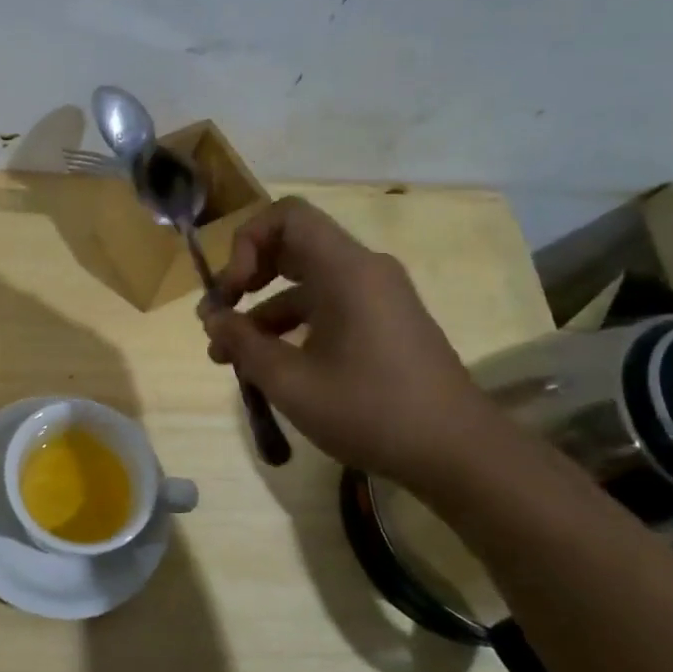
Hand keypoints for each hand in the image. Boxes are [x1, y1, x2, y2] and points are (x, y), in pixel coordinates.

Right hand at [199, 197, 494, 487]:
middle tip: (217, 317)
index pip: (288, 216)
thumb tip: (213, 320)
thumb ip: (243, 343)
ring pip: (304, 284)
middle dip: (246, 278)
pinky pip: (326, 307)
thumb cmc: (371, 411)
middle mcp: (364, 271)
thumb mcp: (290, 382)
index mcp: (346, 271)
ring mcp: (377, 298)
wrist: (459, 454)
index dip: (247, 242)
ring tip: (227, 357)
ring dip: (261, 312)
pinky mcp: (383, 324)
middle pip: (292, 247)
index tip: (232, 292)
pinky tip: (268, 367)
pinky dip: (291, 327)